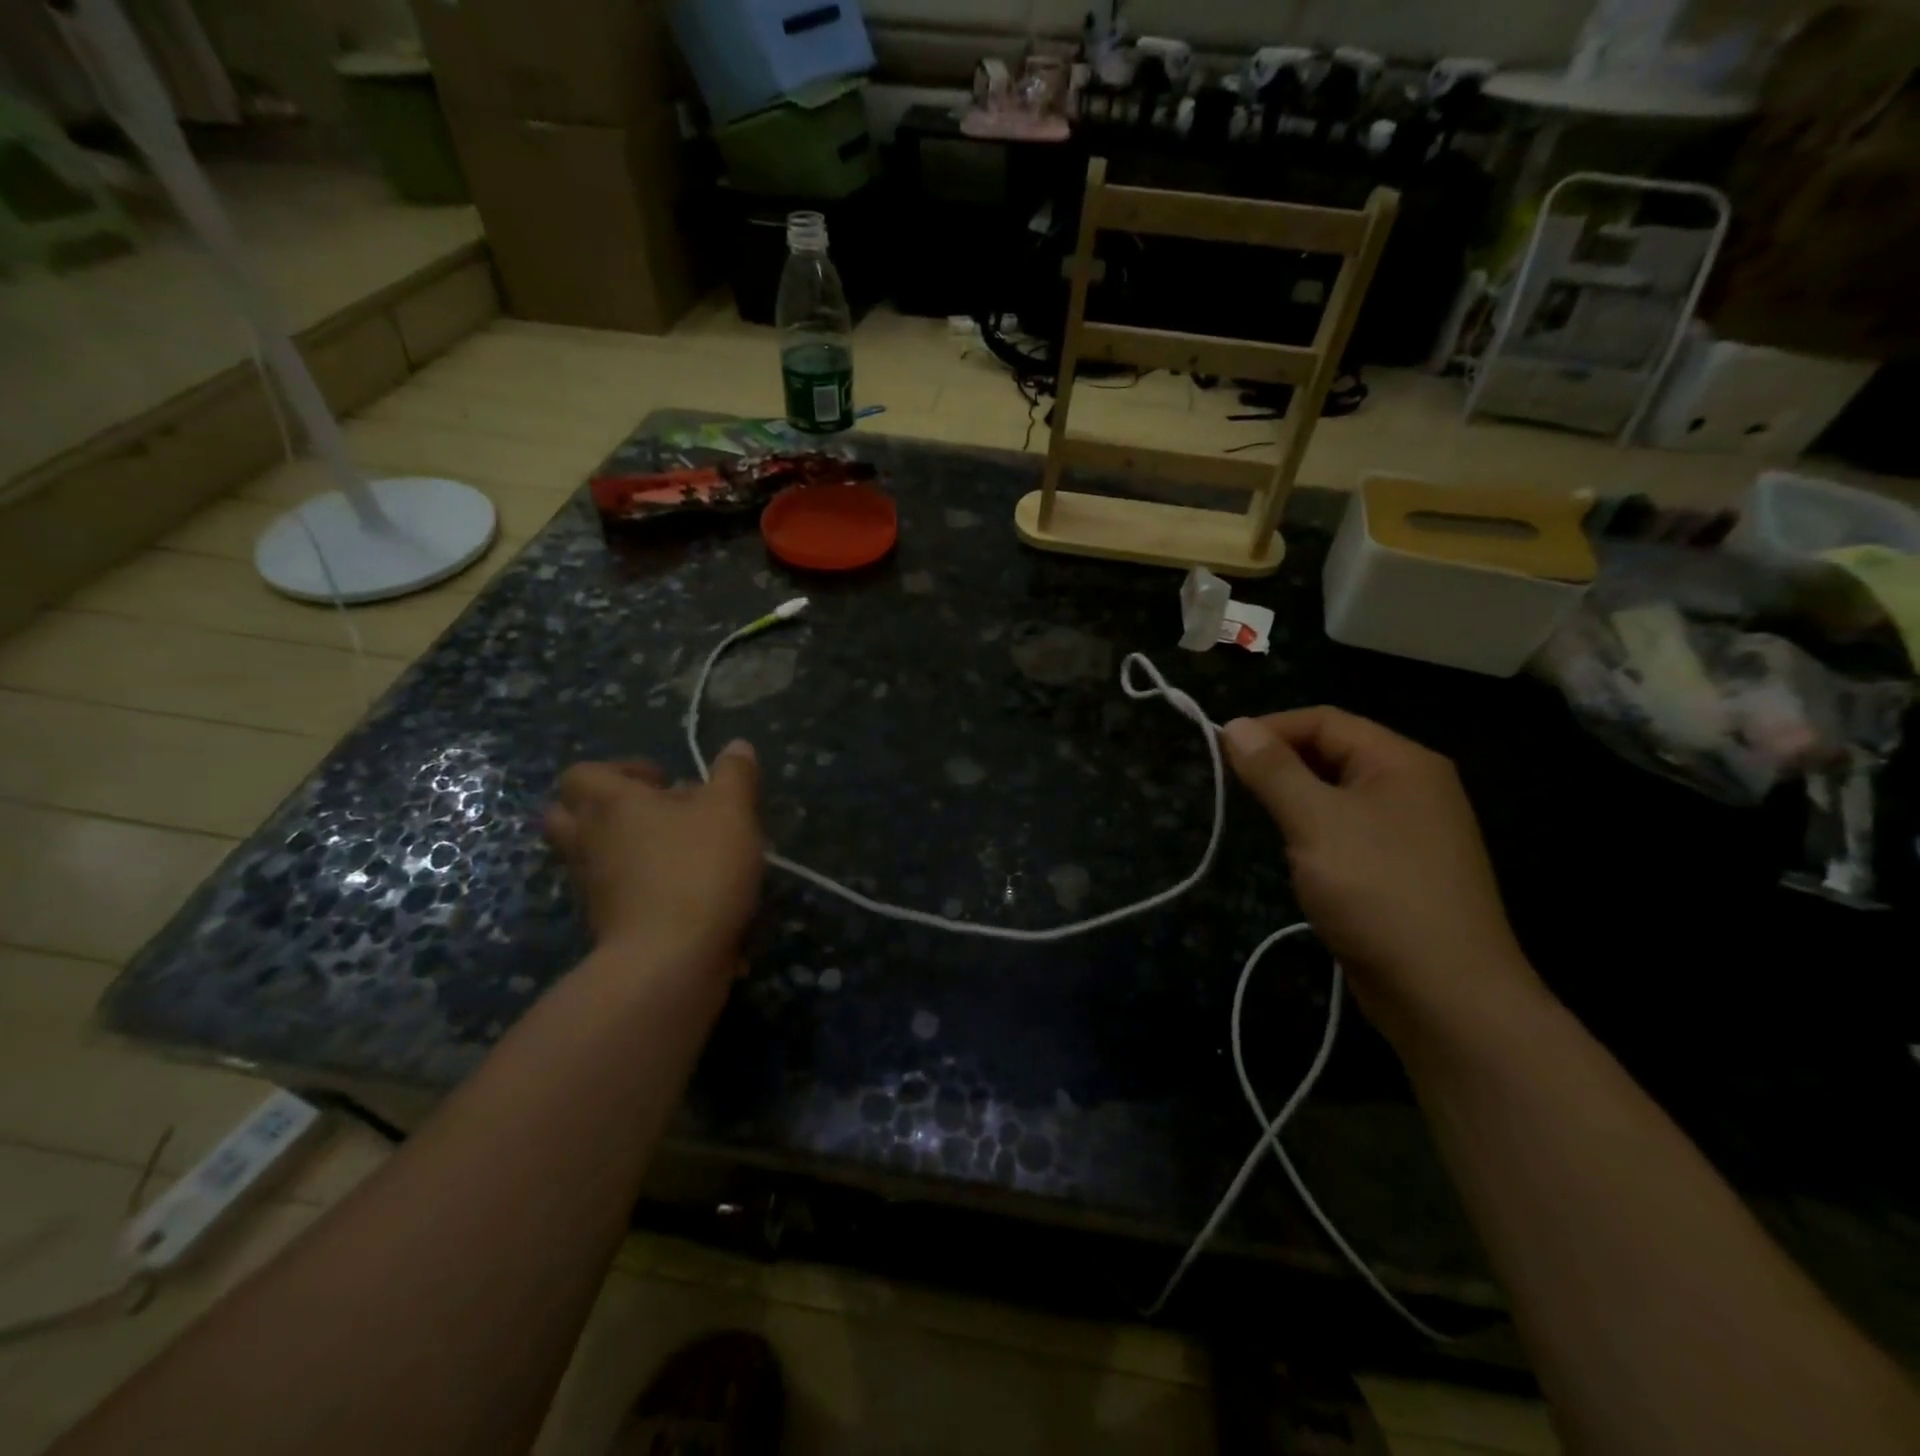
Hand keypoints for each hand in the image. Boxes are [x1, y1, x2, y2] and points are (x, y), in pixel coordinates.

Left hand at [544, 743, 764, 974]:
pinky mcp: (604, 924)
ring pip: (590, 856)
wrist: (669, 960)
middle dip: (606, 808)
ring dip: (622, 848)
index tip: (663, 782)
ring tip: (675, 853)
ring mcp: (591, 887)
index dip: (620, 770)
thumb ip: (734, 775)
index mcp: (610, 803)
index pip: (582, 773)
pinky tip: (685, 893)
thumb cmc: (697, 869)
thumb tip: (736, 746)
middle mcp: (588, 841)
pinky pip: (612, 893)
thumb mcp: (731, 811)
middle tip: (655, 814)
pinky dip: (638, 888)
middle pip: (568, 814)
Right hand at [1222, 709, 1543, 1048]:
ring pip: (1339, 795)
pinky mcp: (1403, 870)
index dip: (1271, 728)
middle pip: (1335, 753)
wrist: (1446, 995)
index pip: (1325, 721)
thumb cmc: (1378, 892)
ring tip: (1260, 819)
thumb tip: (1236, 725)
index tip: (1221, 749)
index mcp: (1402, 762)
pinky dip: (1316, 832)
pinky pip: (1350, 831)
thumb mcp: (1315, 822)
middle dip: (1282, 763)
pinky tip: (1298, 856)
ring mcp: (1412, 832)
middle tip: (1235, 785)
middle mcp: (1413, 787)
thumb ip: (1273, 770)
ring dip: (1296, 800)